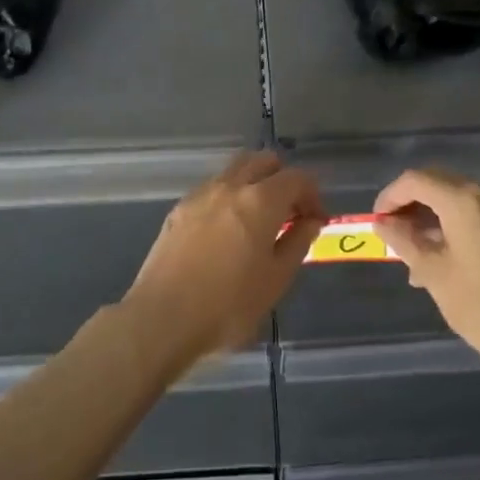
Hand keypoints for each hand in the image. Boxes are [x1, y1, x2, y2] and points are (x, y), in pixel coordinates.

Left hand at [122, 151, 325, 369]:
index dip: (313, 194)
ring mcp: (201, 194)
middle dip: (283, 179)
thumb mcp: (275, 280)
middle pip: (264, 161)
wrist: (162, 318)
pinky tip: (228, 230)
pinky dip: (229, 196)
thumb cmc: (228, 306)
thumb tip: (311, 221)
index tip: (316, 220)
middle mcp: (230, 186)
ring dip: (254, 183)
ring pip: (235, 170)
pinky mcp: (179, 209)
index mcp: (260, 200)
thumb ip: (297, 243)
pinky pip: (213, 188)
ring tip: (259, 219)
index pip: (297, 178)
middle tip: (289, 212)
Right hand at [375, 169, 479, 382]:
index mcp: (462, 200)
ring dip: (426, 220)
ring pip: (451, 202)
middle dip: (407, 205)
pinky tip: (435, 265)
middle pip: (434, 185)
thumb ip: (404, 241)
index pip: (415, 180)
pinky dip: (446, 230)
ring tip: (408, 258)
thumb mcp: (433, 273)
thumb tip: (383, 224)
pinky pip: (468, 218)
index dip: (389, 197)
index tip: (375, 222)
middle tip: (389, 234)